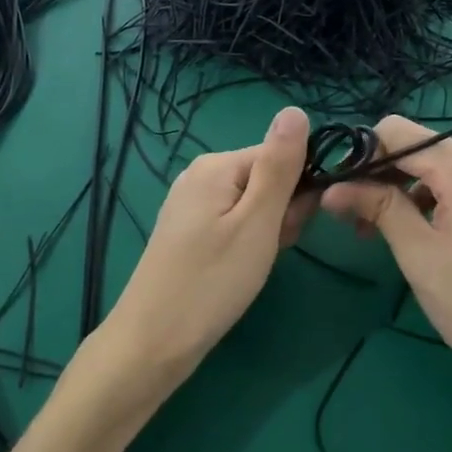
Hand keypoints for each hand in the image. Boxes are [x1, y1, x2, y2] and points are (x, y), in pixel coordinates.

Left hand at [103, 106, 314, 383]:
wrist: (153, 341)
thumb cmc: (212, 281)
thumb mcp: (257, 222)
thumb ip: (280, 166)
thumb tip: (296, 110)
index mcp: (217, 165)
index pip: (281, 156)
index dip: (298, 191)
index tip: (292, 228)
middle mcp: (200, 175)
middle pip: (266, 178)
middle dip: (281, 214)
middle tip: (269, 250)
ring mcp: (190, 204)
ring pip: (253, 204)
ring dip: (267, 232)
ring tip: (253, 265)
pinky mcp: (188, 231)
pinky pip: (233, 222)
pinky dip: (246, 243)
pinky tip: (240, 269)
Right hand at [320, 116, 451, 392]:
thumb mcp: (417, 254)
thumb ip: (377, 207)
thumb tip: (331, 187)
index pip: (398, 131)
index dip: (364, 154)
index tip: (343, 189)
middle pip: (417, 144)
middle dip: (380, 173)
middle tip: (353, 215)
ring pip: (434, 163)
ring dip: (401, 187)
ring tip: (376, 229)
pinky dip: (427, 195)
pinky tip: (412, 228)